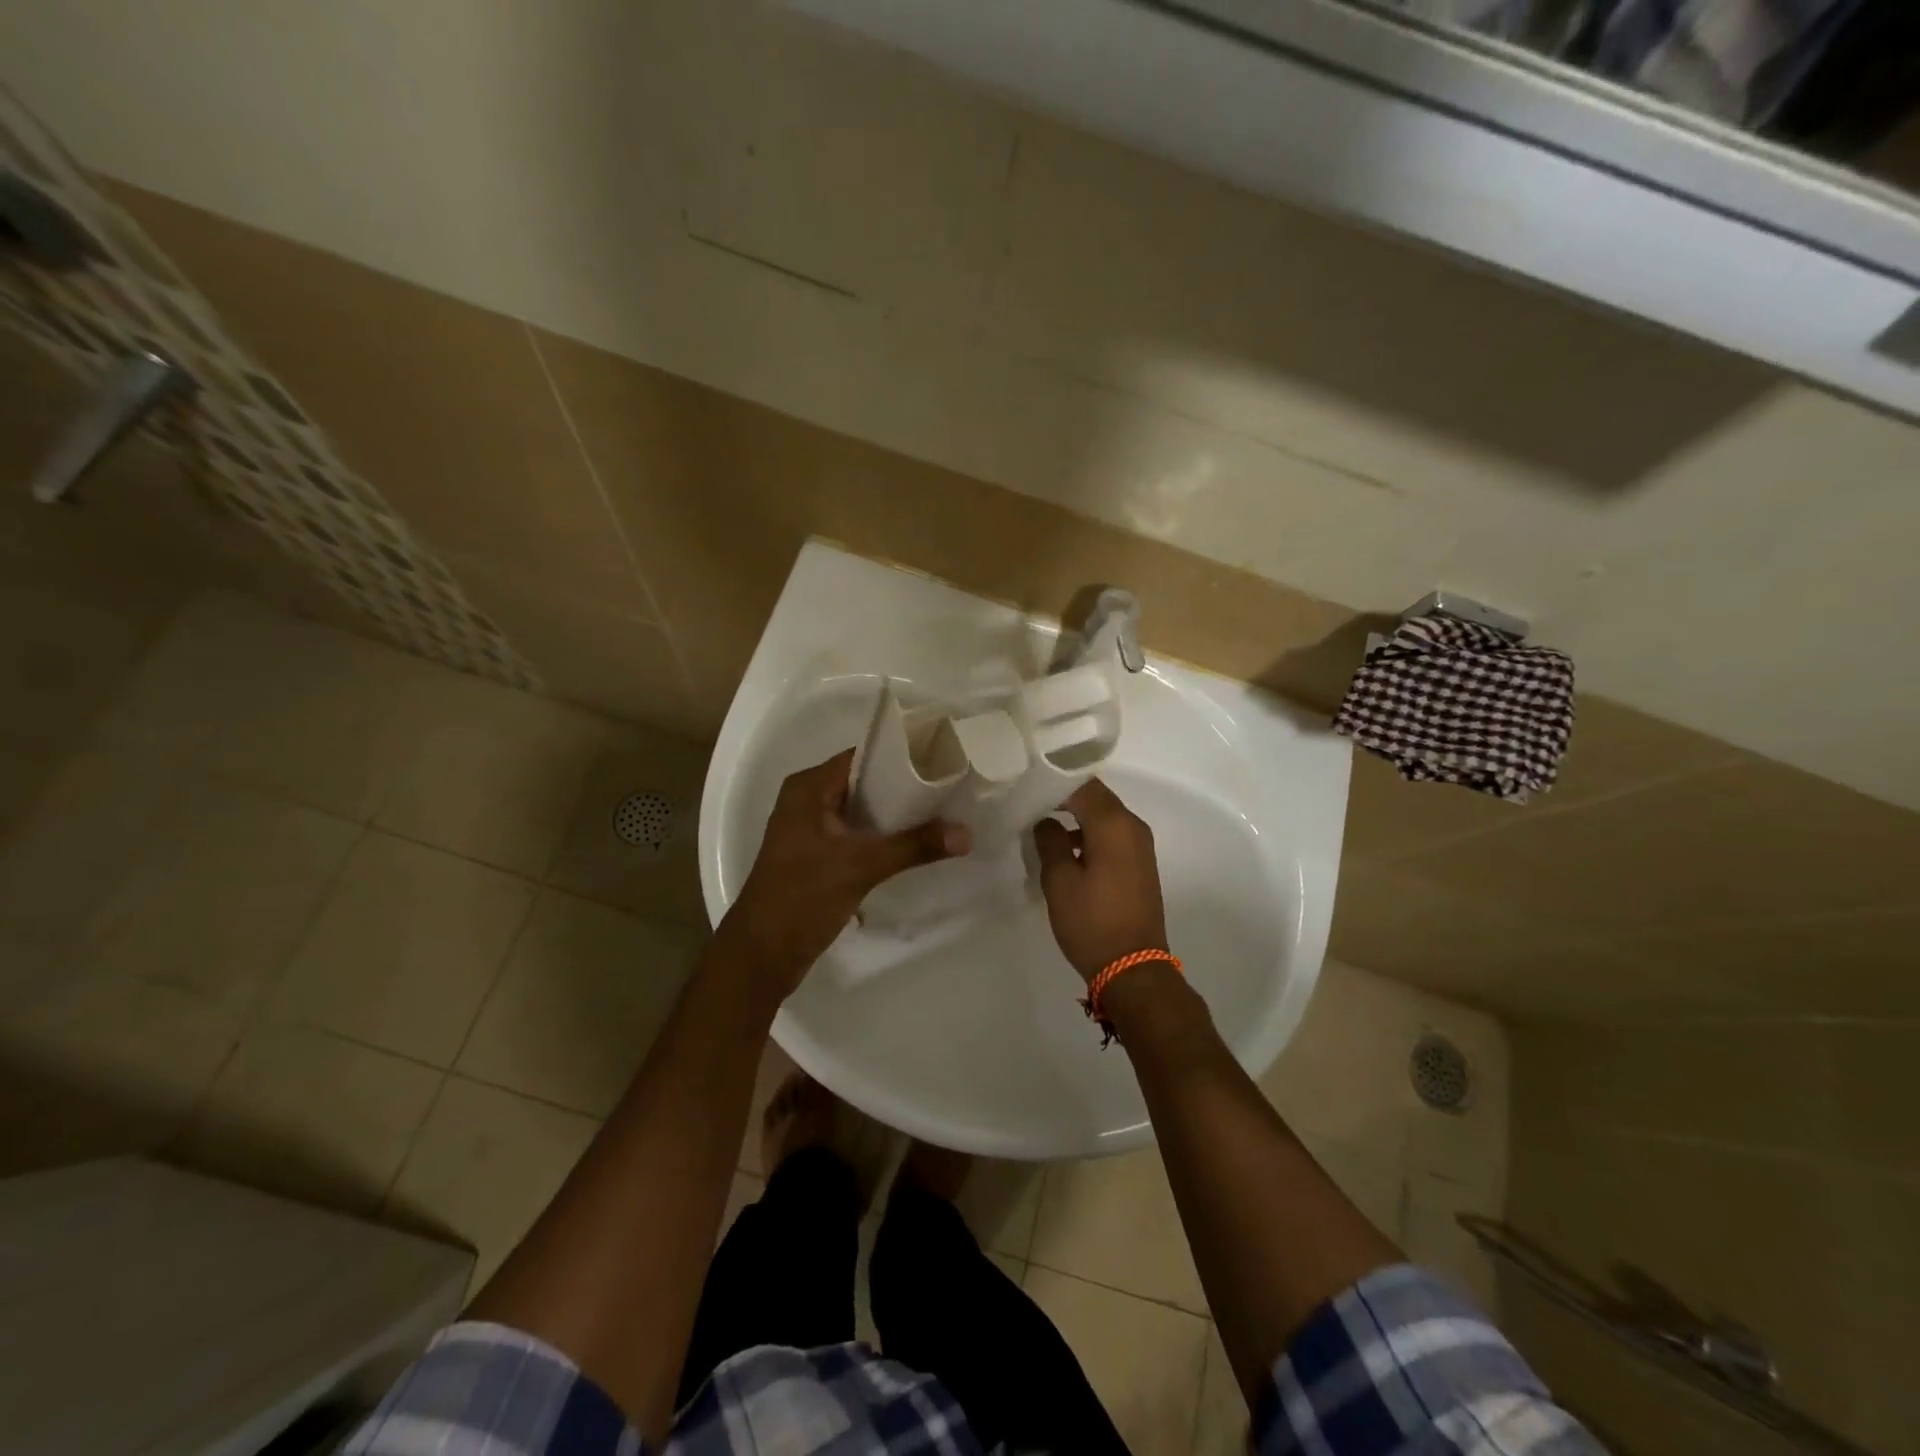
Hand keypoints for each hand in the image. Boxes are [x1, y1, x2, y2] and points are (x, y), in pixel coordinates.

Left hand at [719, 749, 968, 996]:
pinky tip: (917, 845)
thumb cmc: (801, 898)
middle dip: (905, 788)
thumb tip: (966, 833)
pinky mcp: (819, 857)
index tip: (943, 760)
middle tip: (951, 789)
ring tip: (943, 814)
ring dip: (897, 816)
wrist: (761, 956)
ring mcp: (812, 831)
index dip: (902, 757)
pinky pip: (858, 835)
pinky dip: (884, 838)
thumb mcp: (860, 867)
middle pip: (866, 784)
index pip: (863, 757)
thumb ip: (914, 846)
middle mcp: (808, 801)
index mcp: (808, 789)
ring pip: (863, 812)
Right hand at [1032, 778, 1168, 982]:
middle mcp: (1133, 827)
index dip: (1053, 782)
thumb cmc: (1092, 922)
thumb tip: (1045, 820)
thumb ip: (1050, 841)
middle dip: (1064, 797)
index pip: (1082, 785)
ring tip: (1041, 824)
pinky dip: (1090, 833)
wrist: (1133, 968)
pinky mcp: (1139, 864)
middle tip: (1029, 802)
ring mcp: (1140, 846)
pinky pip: (1112, 835)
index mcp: (1114, 824)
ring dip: (1076, 816)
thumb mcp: (1060, 880)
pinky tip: (1066, 848)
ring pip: (1104, 816)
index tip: (1026, 787)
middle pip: (1096, 797)